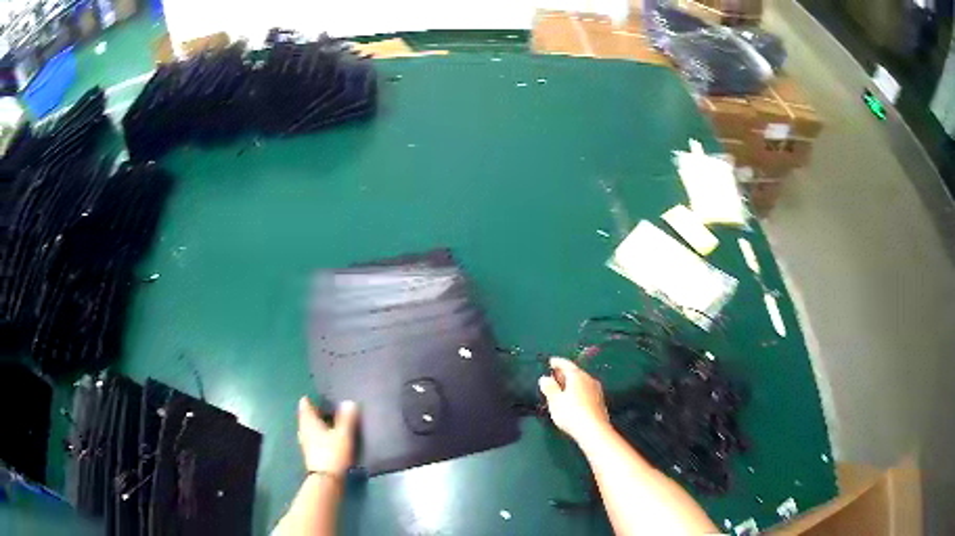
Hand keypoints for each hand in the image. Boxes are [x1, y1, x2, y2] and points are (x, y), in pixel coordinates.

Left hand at [297, 397, 358, 476]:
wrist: (326, 480)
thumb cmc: (333, 453)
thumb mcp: (343, 435)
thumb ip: (346, 418)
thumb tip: (349, 402)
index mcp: (309, 421)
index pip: (305, 405)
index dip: (312, 400)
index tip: (323, 398)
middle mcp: (304, 430)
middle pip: (307, 416)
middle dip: (316, 412)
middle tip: (330, 409)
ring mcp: (305, 442)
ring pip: (310, 428)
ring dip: (318, 425)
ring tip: (332, 424)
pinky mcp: (310, 453)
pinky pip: (313, 438)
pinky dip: (319, 435)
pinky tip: (329, 439)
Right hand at [538, 357, 609, 441]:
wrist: (594, 430)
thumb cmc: (571, 413)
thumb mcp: (555, 401)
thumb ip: (549, 388)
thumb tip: (545, 378)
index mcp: (577, 376)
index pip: (566, 364)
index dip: (557, 362)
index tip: (551, 362)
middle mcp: (589, 379)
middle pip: (575, 372)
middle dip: (564, 373)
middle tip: (554, 376)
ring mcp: (596, 390)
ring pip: (582, 382)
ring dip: (572, 383)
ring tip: (562, 389)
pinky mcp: (600, 402)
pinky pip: (586, 391)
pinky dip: (578, 391)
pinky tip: (573, 399)